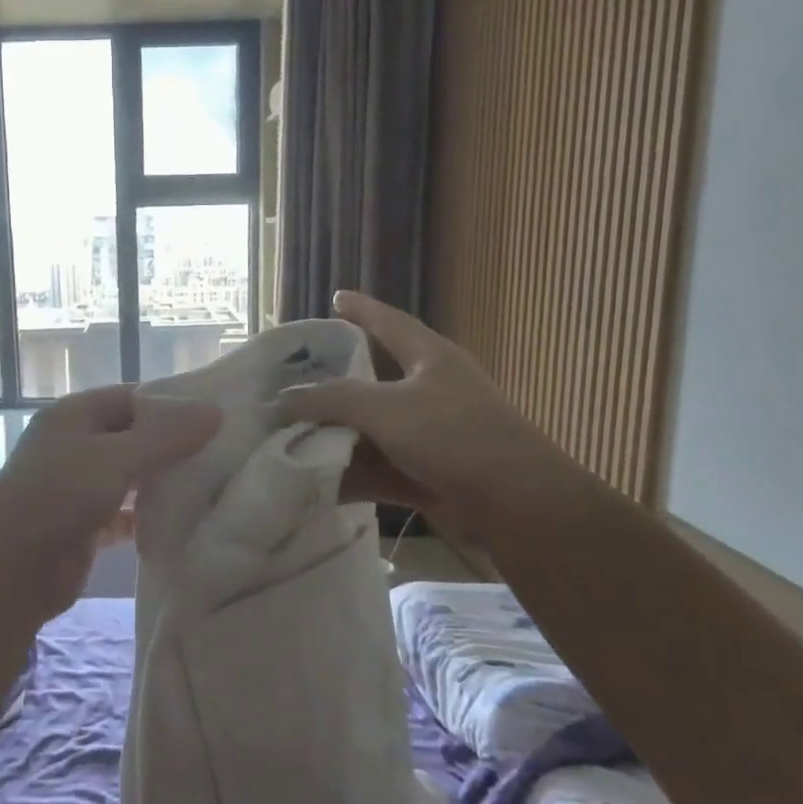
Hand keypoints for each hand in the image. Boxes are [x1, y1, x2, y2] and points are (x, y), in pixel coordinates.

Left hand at [0, 385, 219, 620]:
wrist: (10, 573)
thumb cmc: (59, 499)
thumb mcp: (115, 458)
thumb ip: (165, 435)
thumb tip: (214, 410)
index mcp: (74, 415)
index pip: (132, 397)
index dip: (172, 404)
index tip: (216, 418)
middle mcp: (74, 445)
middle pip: (132, 436)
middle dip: (172, 445)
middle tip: (222, 453)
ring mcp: (77, 486)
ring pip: (129, 475)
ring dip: (161, 481)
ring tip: (210, 485)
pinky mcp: (84, 524)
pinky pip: (123, 512)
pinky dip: (146, 516)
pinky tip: (179, 521)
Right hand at [282, 291, 578, 539]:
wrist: (518, 505)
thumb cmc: (454, 437)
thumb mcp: (386, 409)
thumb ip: (332, 401)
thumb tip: (284, 399)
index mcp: (428, 358)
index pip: (388, 322)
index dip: (361, 309)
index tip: (335, 298)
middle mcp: (427, 391)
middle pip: (369, 382)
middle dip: (329, 386)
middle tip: (287, 383)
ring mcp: (426, 436)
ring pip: (368, 431)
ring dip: (332, 439)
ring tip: (284, 440)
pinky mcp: (424, 474)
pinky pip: (376, 470)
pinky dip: (349, 477)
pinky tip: (313, 485)